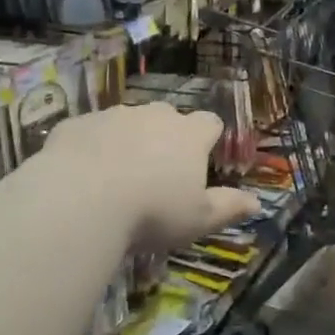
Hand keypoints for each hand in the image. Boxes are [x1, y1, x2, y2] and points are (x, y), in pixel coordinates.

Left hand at [41, 104, 258, 250]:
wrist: (81, 199)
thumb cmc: (152, 212)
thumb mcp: (198, 219)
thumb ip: (228, 207)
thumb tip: (257, 202)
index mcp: (189, 134)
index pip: (210, 123)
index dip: (208, 139)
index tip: (202, 159)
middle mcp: (154, 115)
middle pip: (167, 117)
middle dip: (165, 138)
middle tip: (157, 173)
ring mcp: (113, 115)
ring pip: (127, 122)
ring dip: (127, 140)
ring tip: (115, 177)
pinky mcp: (77, 123)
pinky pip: (90, 131)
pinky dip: (91, 147)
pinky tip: (82, 176)